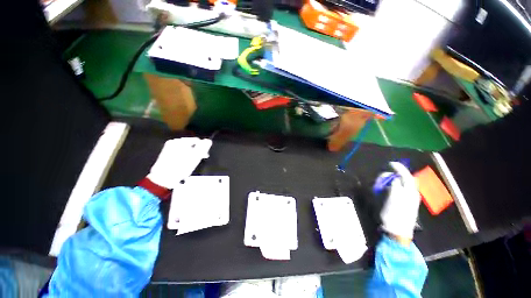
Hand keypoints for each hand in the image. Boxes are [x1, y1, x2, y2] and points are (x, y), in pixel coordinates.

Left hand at [147, 138, 211, 188]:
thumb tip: (208, 140)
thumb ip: (203, 147)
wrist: (163, 179)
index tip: (204, 156)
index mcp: (180, 141)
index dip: (203, 148)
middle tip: (198, 160)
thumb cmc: (181, 168)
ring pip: (185, 150)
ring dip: (190, 156)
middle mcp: (173, 142)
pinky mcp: (165, 155)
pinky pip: (179, 154)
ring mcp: (168, 149)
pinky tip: (183, 165)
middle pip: (190, 145)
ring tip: (190, 164)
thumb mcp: (195, 157)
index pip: (197, 140)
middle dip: (196, 152)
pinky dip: (183, 158)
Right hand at [379, 162, 420, 239]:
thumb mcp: (393, 198)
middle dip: (394, 175)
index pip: (407, 176)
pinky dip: (391, 187)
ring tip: (382, 182)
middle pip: (405, 180)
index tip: (391, 163)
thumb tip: (394, 178)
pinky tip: (385, 190)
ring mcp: (408, 200)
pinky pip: (398, 191)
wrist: (397, 231)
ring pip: (401, 185)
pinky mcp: (403, 204)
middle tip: (383, 175)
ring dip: (391, 181)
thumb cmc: (394, 214)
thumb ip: (395, 186)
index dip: (400, 169)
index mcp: (411, 193)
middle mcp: (411, 194)